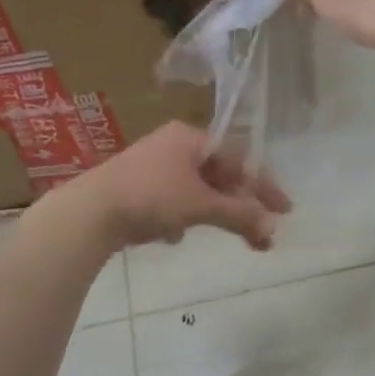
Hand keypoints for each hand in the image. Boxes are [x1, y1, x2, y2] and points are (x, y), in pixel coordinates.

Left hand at [63, 122, 290, 250]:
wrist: (89, 212)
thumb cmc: (151, 197)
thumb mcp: (200, 205)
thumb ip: (239, 215)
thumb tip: (272, 228)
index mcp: (191, 138)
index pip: (239, 159)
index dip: (264, 186)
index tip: (284, 211)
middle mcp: (173, 145)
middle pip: (220, 175)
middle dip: (242, 206)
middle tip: (262, 235)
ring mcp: (152, 165)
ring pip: (197, 189)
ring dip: (215, 213)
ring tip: (227, 237)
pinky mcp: (135, 187)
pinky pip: (173, 199)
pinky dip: (184, 216)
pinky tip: (175, 236)